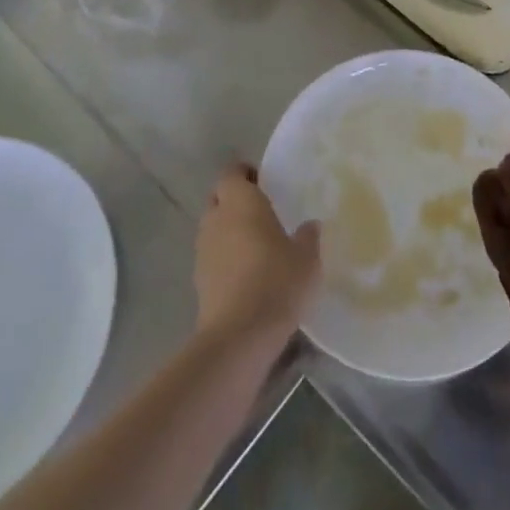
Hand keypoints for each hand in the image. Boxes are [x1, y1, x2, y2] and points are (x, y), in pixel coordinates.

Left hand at [193, 163, 319, 345]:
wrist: (239, 337)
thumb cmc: (276, 281)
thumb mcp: (307, 257)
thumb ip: (308, 236)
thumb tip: (310, 225)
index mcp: (240, 201)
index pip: (232, 172)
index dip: (246, 174)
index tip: (264, 182)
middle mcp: (216, 219)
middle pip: (218, 198)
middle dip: (234, 200)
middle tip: (261, 210)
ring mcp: (203, 251)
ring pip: (213, 227)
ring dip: (228, 230)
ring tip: (255, 244)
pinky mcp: (198, 281)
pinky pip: (212, 256)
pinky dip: (224, 258)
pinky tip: (246, 273)